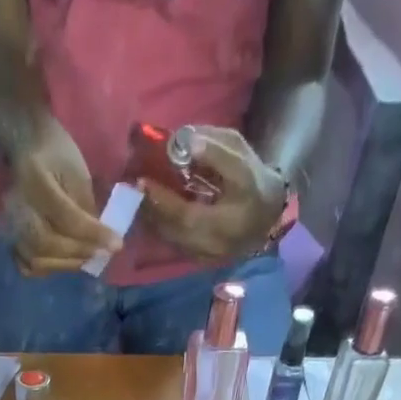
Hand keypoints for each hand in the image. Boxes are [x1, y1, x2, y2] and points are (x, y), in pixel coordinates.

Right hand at [4, 118, 123, 275]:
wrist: (25, 146)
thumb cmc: (55, 152)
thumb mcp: (77, 171)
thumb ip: (86, 206)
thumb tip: (99, 238)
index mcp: (37, 182)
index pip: (68, 218)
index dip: (94, 235)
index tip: (117, 245)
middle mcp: (19, 208)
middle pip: (50, 244)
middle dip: (80, 252)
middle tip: (102, 253)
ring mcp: (11, 225)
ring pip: (38, 260)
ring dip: (67, 264)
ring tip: (87, 258)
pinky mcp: (12, 237)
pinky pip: (27, 266)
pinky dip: (47, 269)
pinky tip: (64, 261)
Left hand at [138, 126, 287, 262]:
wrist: (268, 215)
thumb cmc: (253, 180)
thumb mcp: (240, 157)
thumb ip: (213, 149)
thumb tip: (181, 140)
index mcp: (226, 221)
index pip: (185, 214)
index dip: (162, 199)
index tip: (142, 181)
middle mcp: (212, 245)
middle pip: (172, 231)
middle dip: (151, 210)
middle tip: (133, 190)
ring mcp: (205, 256)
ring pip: (171, 240)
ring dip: (152, 221)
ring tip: (137, 199)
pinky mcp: (200, 259)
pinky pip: (175, 244)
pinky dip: (161, 228)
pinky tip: (151, 213)